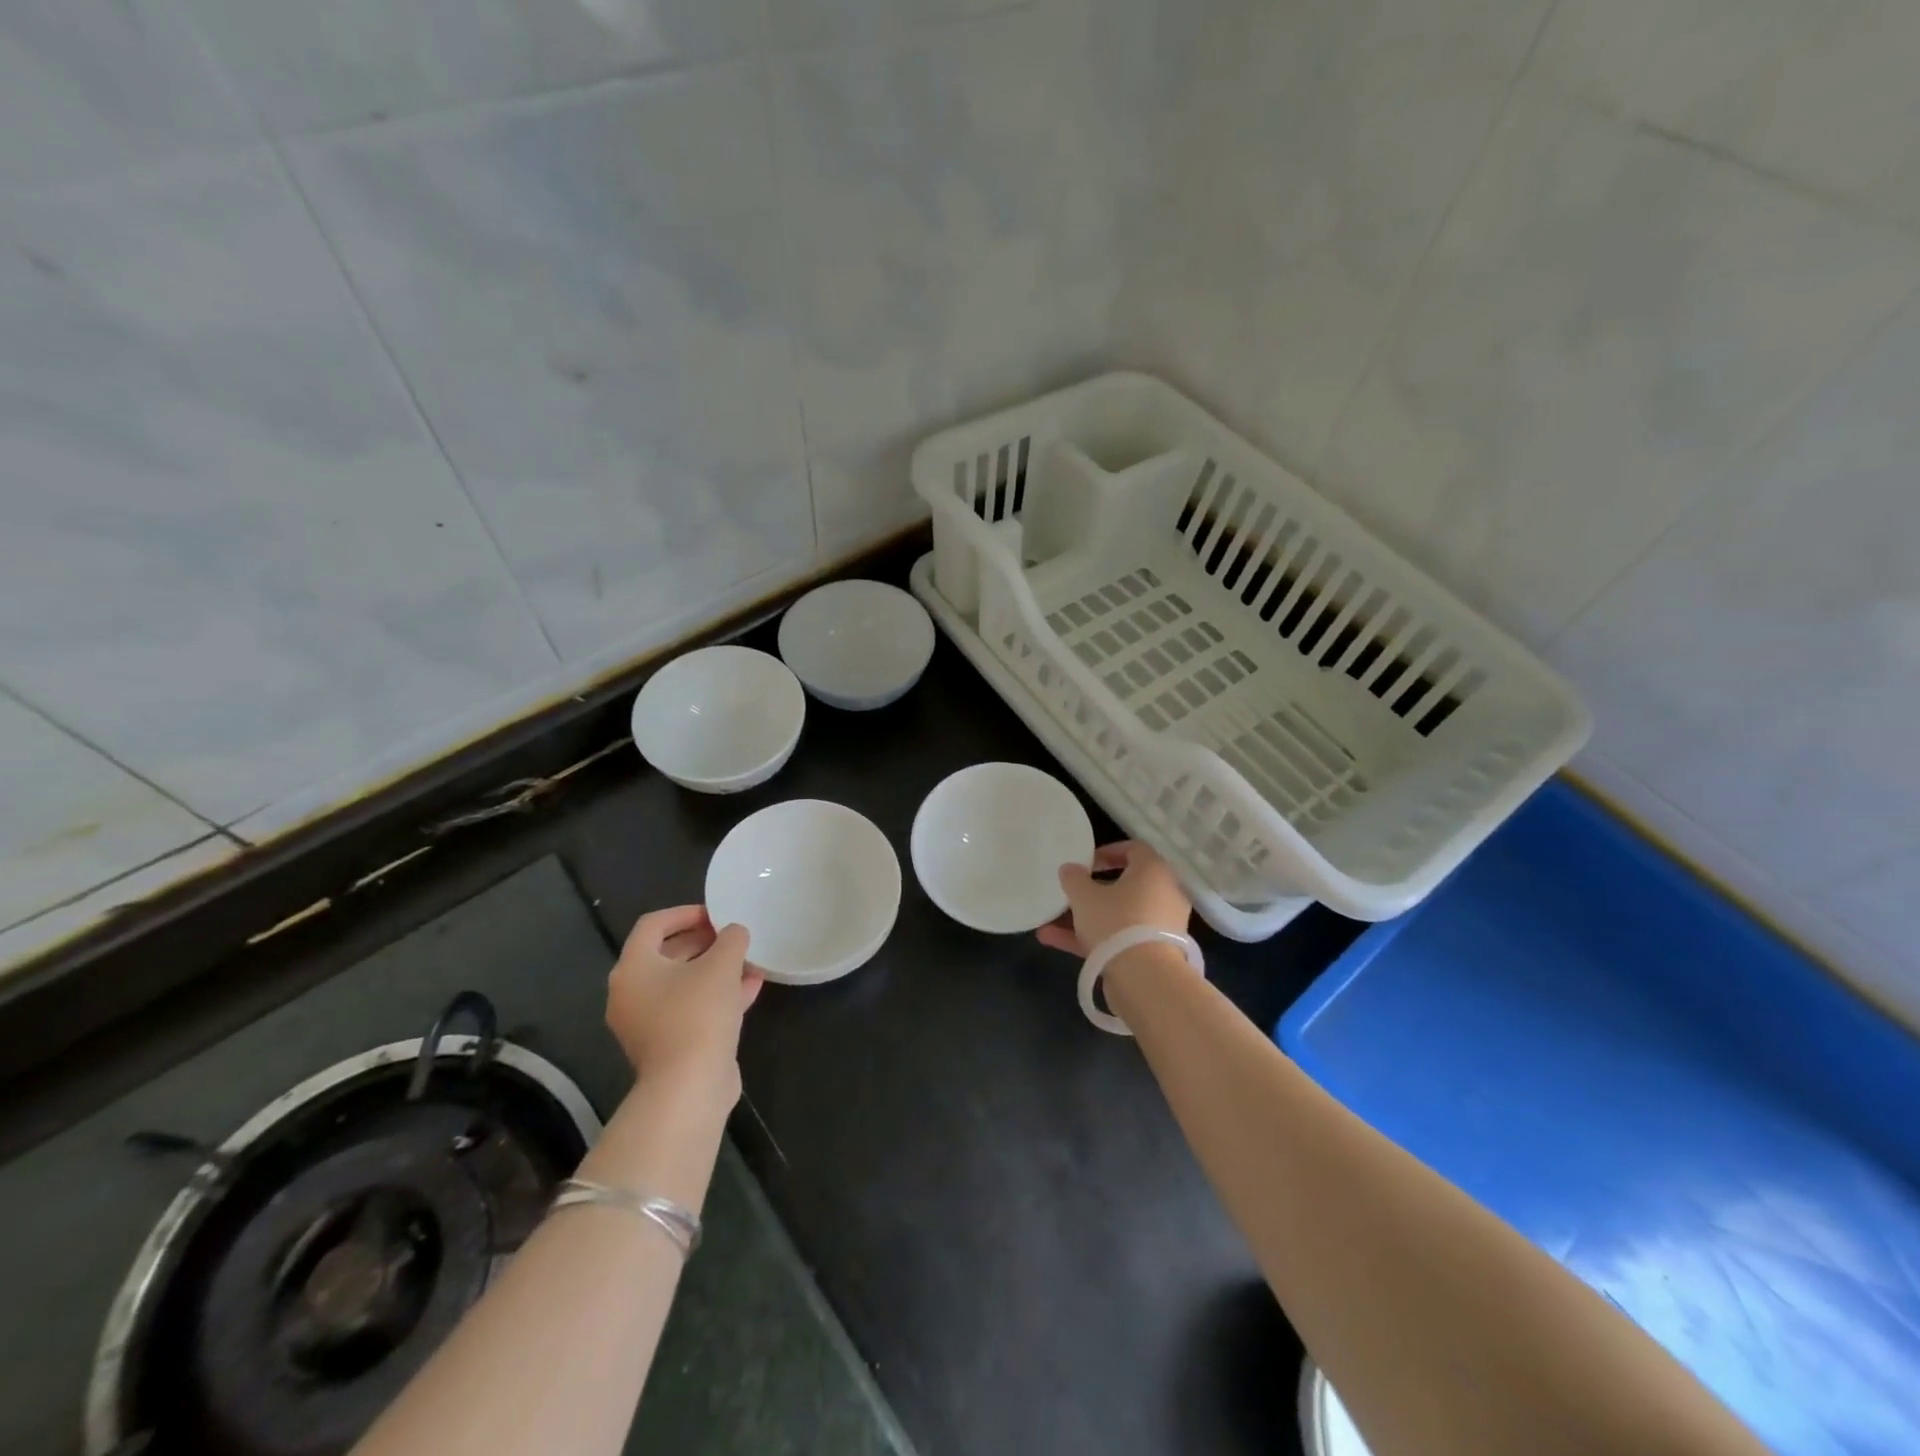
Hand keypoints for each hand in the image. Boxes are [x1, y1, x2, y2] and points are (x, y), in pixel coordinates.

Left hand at [607, 905, 763, 1097]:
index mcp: (633, 968)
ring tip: (748, 960)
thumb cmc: (698, 1013)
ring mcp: (647, 1022)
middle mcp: (632, 993)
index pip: (653, 925)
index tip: (716, 913)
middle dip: (704, 942)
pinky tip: (751, 988)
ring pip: (683, 984)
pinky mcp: (668, 1045)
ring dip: (715, 969)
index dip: (685, 913)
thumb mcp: (721, 965)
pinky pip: (691, 1008)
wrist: (689, 1086)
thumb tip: (734, 932)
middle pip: (667, 954)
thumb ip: (730, 939)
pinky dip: (716, 995)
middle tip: (733, 936)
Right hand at [1036, 840, 1191, 956]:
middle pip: (1125, 886)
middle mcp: (1164, 894)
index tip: (1086, 863)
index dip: (1108, 852)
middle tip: (1071, 894)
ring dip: (1086, 918)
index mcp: (1153, 871)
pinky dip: (1093, 939)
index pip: (1134, 849)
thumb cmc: (1116, 922)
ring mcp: (1159, 926)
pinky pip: (1120, 938)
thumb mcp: (1084, 896)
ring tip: (1050, 923)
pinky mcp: (1153, 953)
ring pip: (1118, 915)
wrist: (1146, 979)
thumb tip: (1070, 869)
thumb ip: (1074, 878)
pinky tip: (1055, 941)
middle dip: (1092, 891)